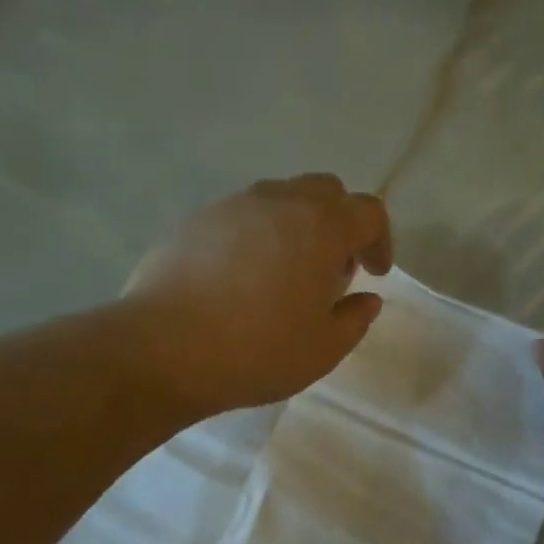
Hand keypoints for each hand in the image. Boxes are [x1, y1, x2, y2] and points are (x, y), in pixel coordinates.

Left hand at [124, 174, 393, 414]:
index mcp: (321, 226)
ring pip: (279, 200)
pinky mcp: (194, 221)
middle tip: (333, 270)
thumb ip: (354, 319)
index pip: (368, 212)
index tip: (374, 274)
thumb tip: (365, 299)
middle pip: (325, 192)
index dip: (379, 241)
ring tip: (285, 275)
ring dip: (296, 228)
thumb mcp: (323, 349)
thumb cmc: (258, 350)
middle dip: (339, 224)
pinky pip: (240, 218)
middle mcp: (278, 201)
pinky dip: (256, 237)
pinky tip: (241, 280)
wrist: (163, 349)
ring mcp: (231, 206)